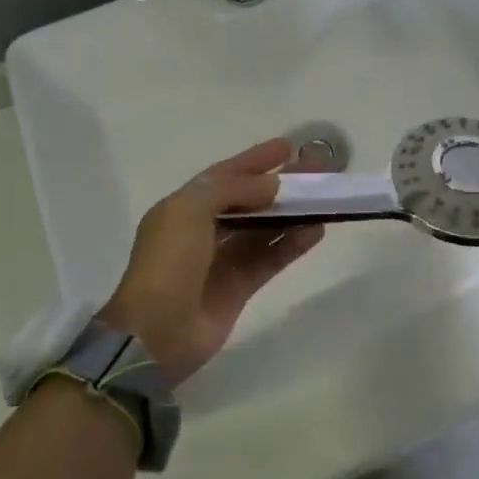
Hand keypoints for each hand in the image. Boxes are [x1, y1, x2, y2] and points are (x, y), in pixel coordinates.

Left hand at [99, 138, 323, 381]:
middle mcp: (203, 230)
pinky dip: (292, 244)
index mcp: (183, 207)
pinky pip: (271, 258)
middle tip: (315, 170)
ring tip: (323, 198)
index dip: (255, 160)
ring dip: (291, 213)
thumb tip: (271, 185)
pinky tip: (317, 230)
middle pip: (248, 199)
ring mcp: (222, 260)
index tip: (287, 147)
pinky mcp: (239, 287)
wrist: (156, 332)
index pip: (224, 175)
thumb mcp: (190, 210)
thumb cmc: (168, 262)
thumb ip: (231, 188)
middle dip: (280, 184)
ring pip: (263, 229)